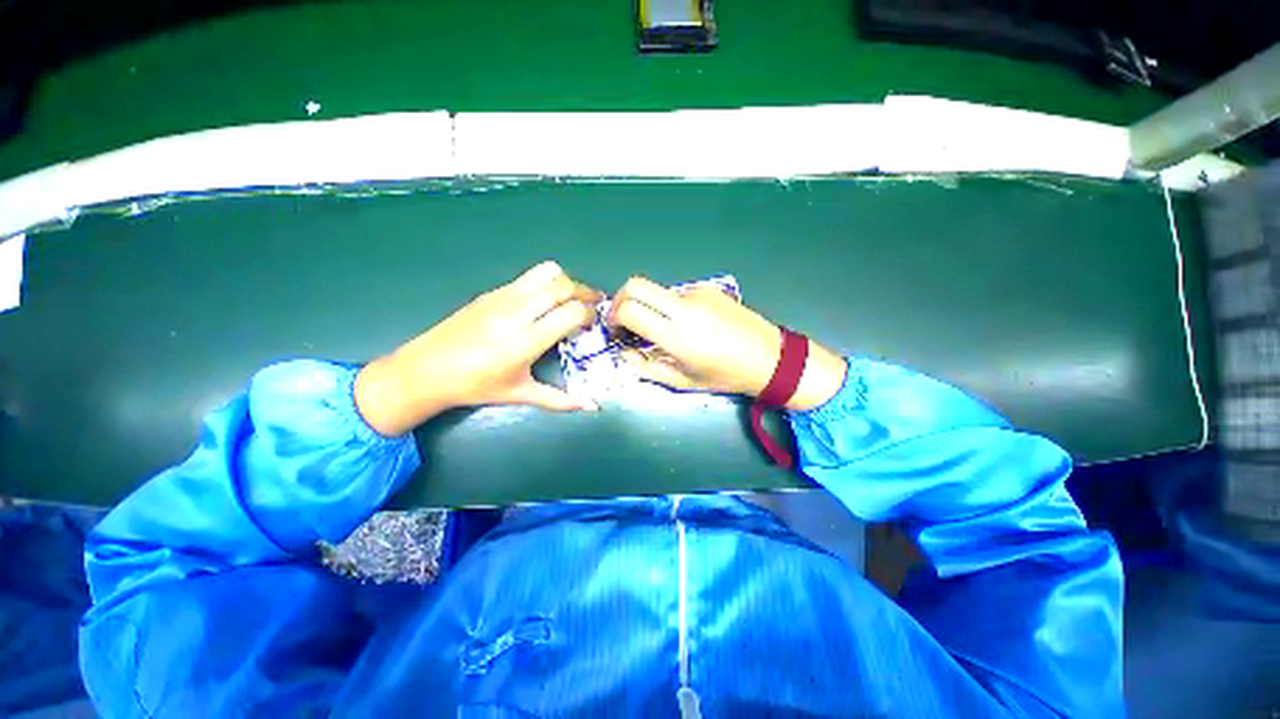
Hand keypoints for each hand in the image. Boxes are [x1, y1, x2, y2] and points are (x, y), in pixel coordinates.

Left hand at [355, 262, 601, 435]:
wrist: (426, 369)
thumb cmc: (476, 386)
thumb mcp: (520, 394)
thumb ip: (559, 400)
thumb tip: (591, 406)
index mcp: (527, 340)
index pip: (571, 312)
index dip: (590, 314)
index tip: (593, 323)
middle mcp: (517, 312)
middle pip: (563, 286)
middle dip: (585, 292)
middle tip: (593, 304)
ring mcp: (503, 297)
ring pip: (546, 273)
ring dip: (566, 282)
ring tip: (571, 297)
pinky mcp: (491, 292)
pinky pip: (528, 277)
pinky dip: (545, 282)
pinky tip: (543, 301)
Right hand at [606, 277, 846, 410]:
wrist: (769, 358)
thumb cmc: (724, 375)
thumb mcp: (681, 381)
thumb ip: (645, 366)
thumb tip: (624, 350)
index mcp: (676, 335)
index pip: (629, 309)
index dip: (613, 316)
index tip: (615, 329)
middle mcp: (684, 307)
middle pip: (636, 284)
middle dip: (621, 299)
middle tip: (624, 319)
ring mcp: (697, 293)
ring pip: (657, 290)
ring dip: (650, 305)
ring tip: (665, 328)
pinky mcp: (709, 288)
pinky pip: (678, 294)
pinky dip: (671, 306)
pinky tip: (689, 324)